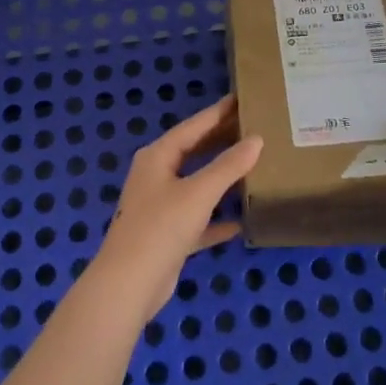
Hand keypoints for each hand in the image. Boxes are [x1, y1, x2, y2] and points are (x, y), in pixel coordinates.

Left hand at [92, 95, 260, 322]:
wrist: (129, 285)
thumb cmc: (161, 227)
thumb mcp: (199, 192)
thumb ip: (229, 165)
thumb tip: (256, 140)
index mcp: (158, 157)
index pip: (192, 127)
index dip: (217, 113)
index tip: (241, 99)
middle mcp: (156, 177)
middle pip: (193, 152)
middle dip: (221, 142)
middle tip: (252, 129)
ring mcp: (160, 207)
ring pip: (196, 185)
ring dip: (220, 179)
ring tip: (252, 167)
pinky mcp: (167, 236)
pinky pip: (197, 220)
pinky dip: (216, 219)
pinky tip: (239, 222)